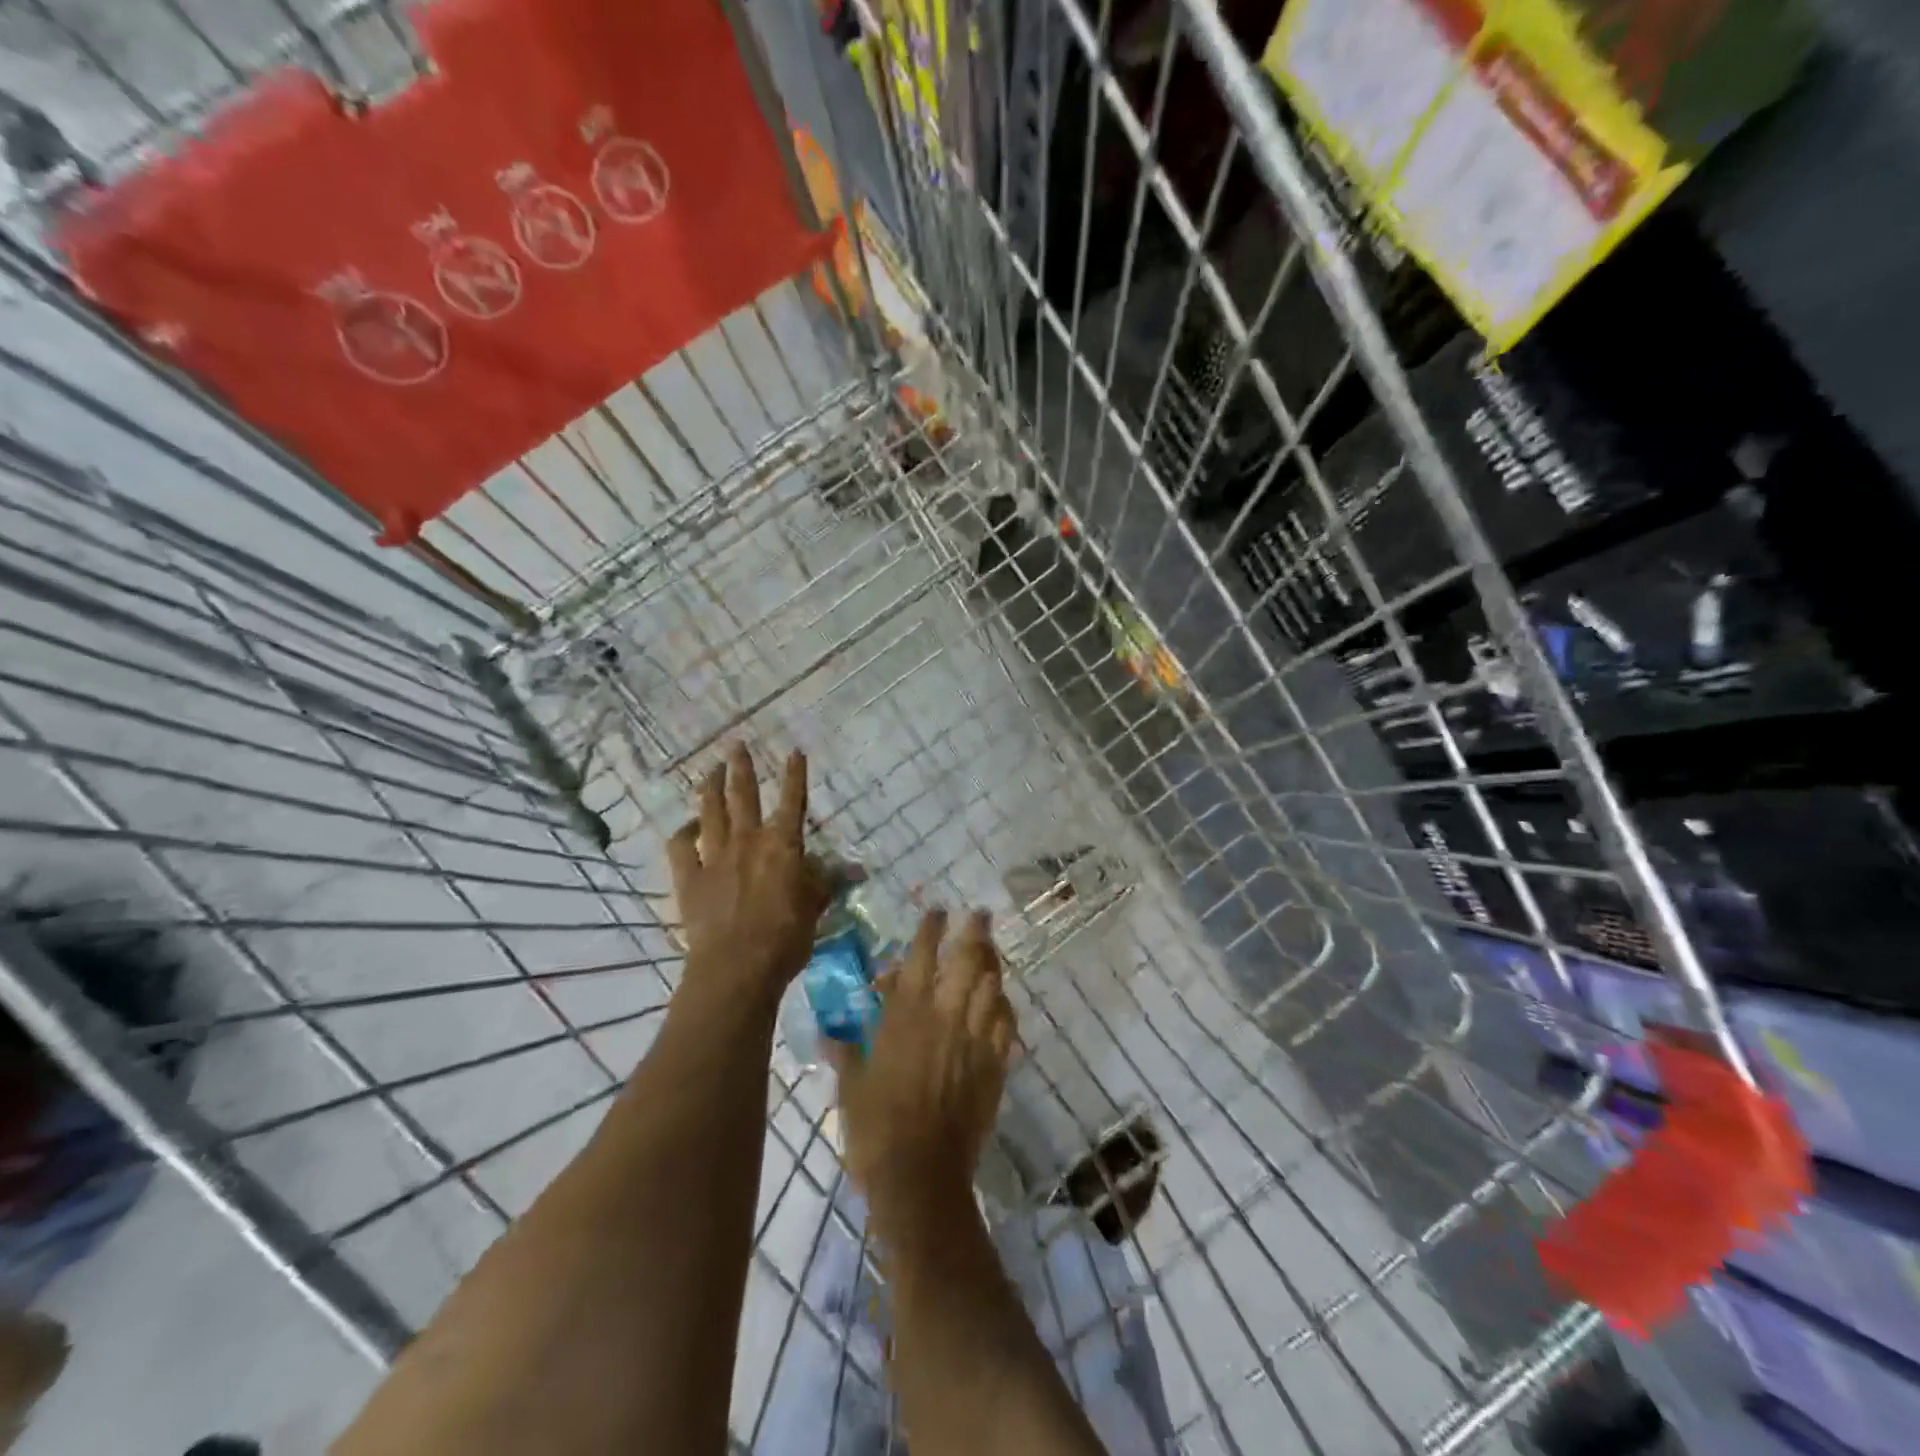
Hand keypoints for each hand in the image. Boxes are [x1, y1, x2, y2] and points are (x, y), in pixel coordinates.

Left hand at [667, 743, 829, 1007]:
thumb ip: (827, 881)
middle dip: (741, 767)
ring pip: (710, 812)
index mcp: (783, 844)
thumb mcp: (816, 907)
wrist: (737, 966)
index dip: (794, 774)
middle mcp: (748, 840)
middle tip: (736, 745)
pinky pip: (681, 847)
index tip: (794, 751)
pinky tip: (687, 826)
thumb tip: (855, 868)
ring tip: (710, 770)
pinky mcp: (689, 878)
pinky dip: (683, 832)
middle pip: (743, 795)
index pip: (792, 800)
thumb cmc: (786, 937)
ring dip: (710, 788)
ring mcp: (714, 857)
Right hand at [832, 909, 1016, 1235]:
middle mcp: (944, 1016)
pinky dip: (1005, 1006)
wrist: (920, 1175)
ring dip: (993, 962)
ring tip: (992, 948)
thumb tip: (828, 1033)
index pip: (920, 957)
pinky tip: (1003, 1001)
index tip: (937, 910)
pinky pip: (1007, 1024)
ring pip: (992, 986)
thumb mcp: (850, 1085)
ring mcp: (974, 1039)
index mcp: (905, 1015)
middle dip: (974, 932)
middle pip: (967, 961)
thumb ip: (844, 1051)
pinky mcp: (994, 1065)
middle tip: (979, 913)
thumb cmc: (875, 1127)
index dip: (930, 929)